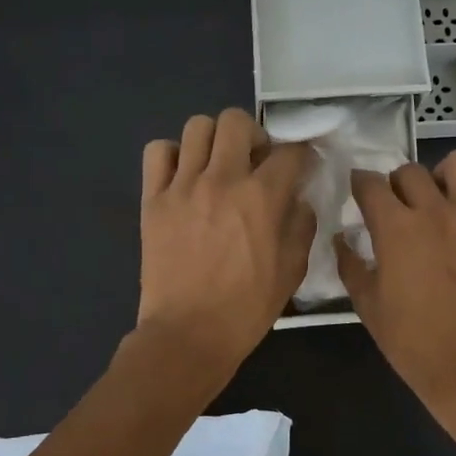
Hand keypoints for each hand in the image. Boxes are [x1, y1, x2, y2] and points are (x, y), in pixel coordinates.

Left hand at [136, 108, 315, 379]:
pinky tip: (184, 176)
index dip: (302, 153)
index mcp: (261, 197)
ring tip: (218, 165)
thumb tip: (298, 199)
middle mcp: (222, 179)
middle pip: (237, 121)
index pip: (290, 151)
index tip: (301, 164)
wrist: (189, 334)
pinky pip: (158, 152)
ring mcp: (182, 186)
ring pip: (197, 127)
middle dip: (254, 134)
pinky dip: (173, 155)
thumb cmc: (246, 308)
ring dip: (215, 140)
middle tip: (255, 161)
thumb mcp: (291, 271)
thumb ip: (301, 226)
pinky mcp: (153, 199)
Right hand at [335, 150, 455, 413]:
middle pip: (410, 170)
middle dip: (397, 185)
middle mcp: (435, 211)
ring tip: (442, 201)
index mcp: (396, 228)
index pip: (370, 183)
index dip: (360, 185)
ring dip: (445, 176)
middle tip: (398, 210)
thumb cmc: (413, 342)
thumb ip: (351, 265)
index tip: (359, 196)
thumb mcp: (367, 306)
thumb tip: (342, 239)